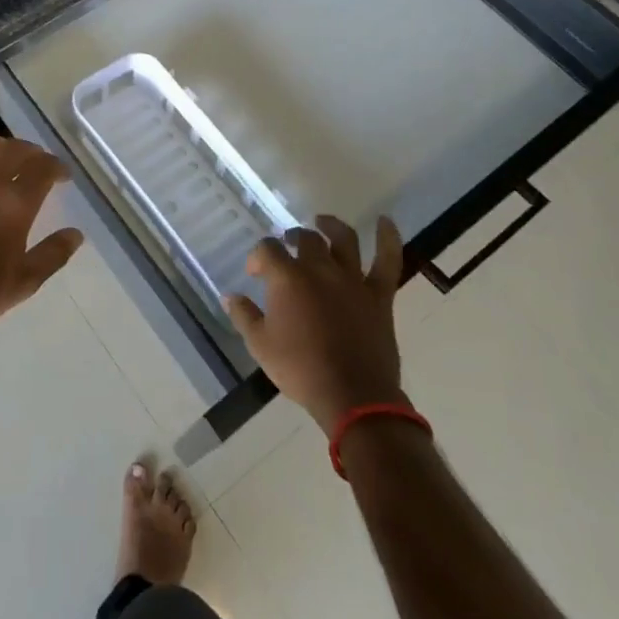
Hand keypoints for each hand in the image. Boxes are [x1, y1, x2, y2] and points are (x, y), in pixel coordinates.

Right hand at [223, 215, 407, 432]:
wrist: (352, 396)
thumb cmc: (300, 369)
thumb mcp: (260, 345)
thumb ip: (243, 315)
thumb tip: (229, 296)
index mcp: (288, 278)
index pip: (267, 250)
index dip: (258, 256)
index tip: (255, 272)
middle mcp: (320, 269)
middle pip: (305, 239)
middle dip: (292, 237)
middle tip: (286, 246)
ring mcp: (353, 279)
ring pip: (343, 239)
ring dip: (330, 226)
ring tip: (321, 222)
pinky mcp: (379, 295)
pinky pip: (387, 261)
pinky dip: (388, 238)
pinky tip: (385, 221)